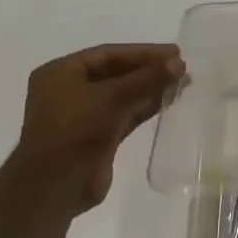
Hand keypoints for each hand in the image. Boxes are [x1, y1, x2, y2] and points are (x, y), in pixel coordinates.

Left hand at [0, 44, 185, 215]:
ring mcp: (83, 115)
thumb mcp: (111, 98)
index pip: (108, 54)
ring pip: (122, 95)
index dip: (143, 52)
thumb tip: (179, 63)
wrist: (55, 186)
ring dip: (150, 89)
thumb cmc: (75, 131)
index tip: (175, 52)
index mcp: (61, 73)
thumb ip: (146, 79)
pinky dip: (145, 108)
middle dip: (148, 70)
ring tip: (182, 83)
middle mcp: (69, 90)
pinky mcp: (97, 137)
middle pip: (116, 73)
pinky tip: (169, 102)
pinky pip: (125, 115)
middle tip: (181, 67)